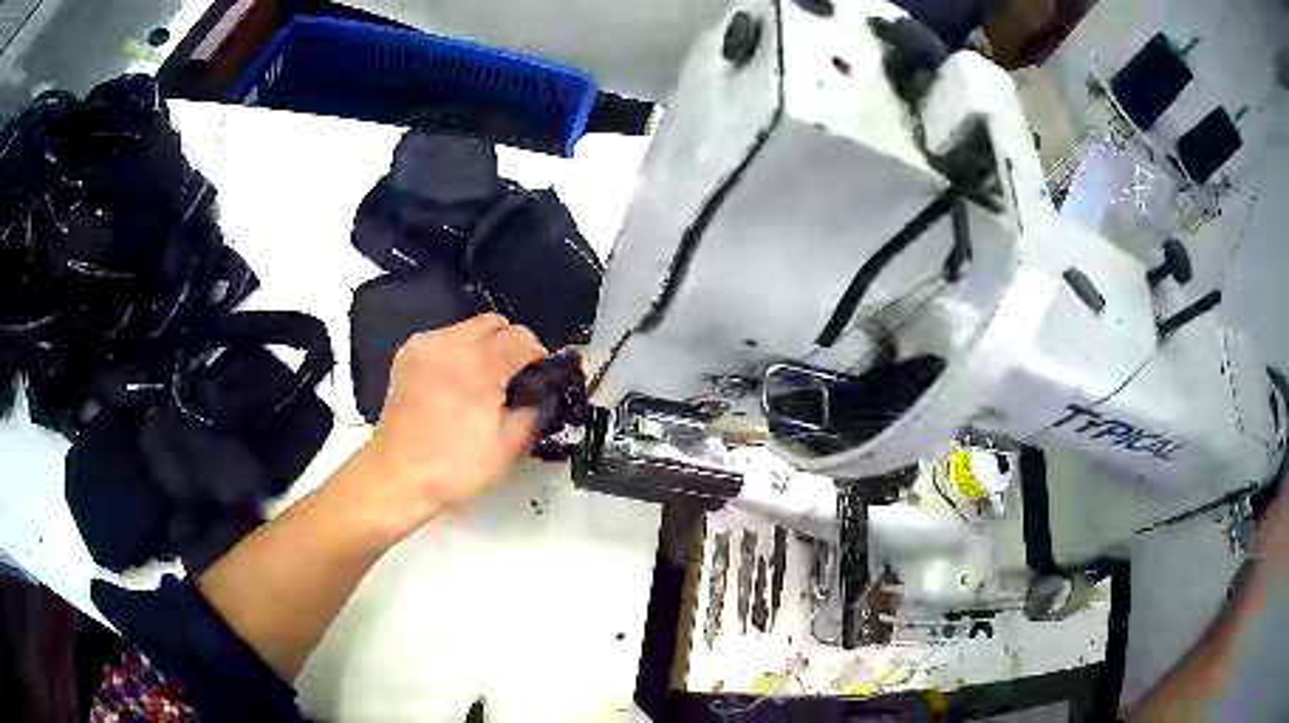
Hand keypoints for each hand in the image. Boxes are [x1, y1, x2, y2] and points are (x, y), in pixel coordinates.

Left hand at [346, 314, 547, 537]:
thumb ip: (534, 411)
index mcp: (478, 365)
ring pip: (468, 327)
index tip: (539, 379)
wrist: (397, 476)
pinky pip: (444, 338)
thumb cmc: (455, 467)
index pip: (522, 338)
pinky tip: (455, 381)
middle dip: (511, 344)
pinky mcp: (407, 354)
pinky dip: (458, 352)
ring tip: (483, 380)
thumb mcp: (509, 447)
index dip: (538, 356)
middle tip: (513, 377)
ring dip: (484, 346)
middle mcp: (450, 344)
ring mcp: (424, 345)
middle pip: (495, 322)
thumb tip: (543, 393)